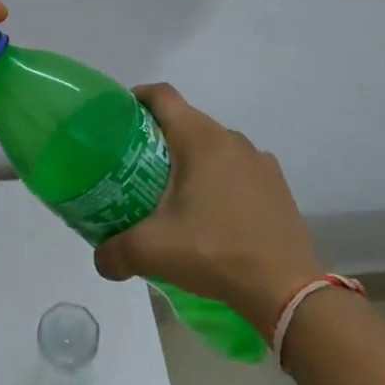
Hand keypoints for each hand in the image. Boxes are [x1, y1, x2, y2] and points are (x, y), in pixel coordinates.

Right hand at [92, 85, 322, 338]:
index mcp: (199, 139)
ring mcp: (258, 160)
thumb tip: (100, 259)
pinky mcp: (276, 184)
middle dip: (159, 137)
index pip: (162, 96)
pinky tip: (214, 213)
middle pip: (186, 121)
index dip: (137, 98)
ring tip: (175, 194)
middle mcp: (230, 138)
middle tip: (137, 167)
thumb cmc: (215, 251)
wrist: (285, 288)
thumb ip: (115, 252)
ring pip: (213, 145)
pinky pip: (238, 168)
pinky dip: (220, 179)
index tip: (119, 118)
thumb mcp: (153, 251)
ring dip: (192, 160)